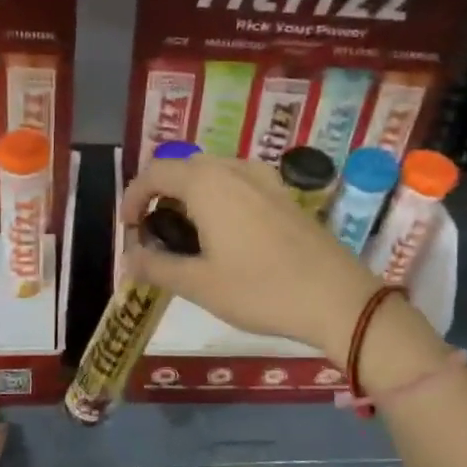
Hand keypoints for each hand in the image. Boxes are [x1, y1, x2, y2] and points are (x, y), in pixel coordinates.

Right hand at [120, 155, 380, 364]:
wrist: (338, 298)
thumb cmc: (261, 290)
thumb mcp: (200, 284)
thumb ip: (157, 266)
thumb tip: (129, 258)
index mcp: (207, 183)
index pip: (155, 172)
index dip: (133, 196)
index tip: (128, 227)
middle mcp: (234, 169)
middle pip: (184, 168)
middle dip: (161, 195)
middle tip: (155, 233)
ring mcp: (264, 179)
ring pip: (213, 174)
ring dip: (191, 195)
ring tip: (187, 235)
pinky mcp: (285, 195)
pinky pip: (239, 183)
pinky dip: (219, 199)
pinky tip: (226, 235)